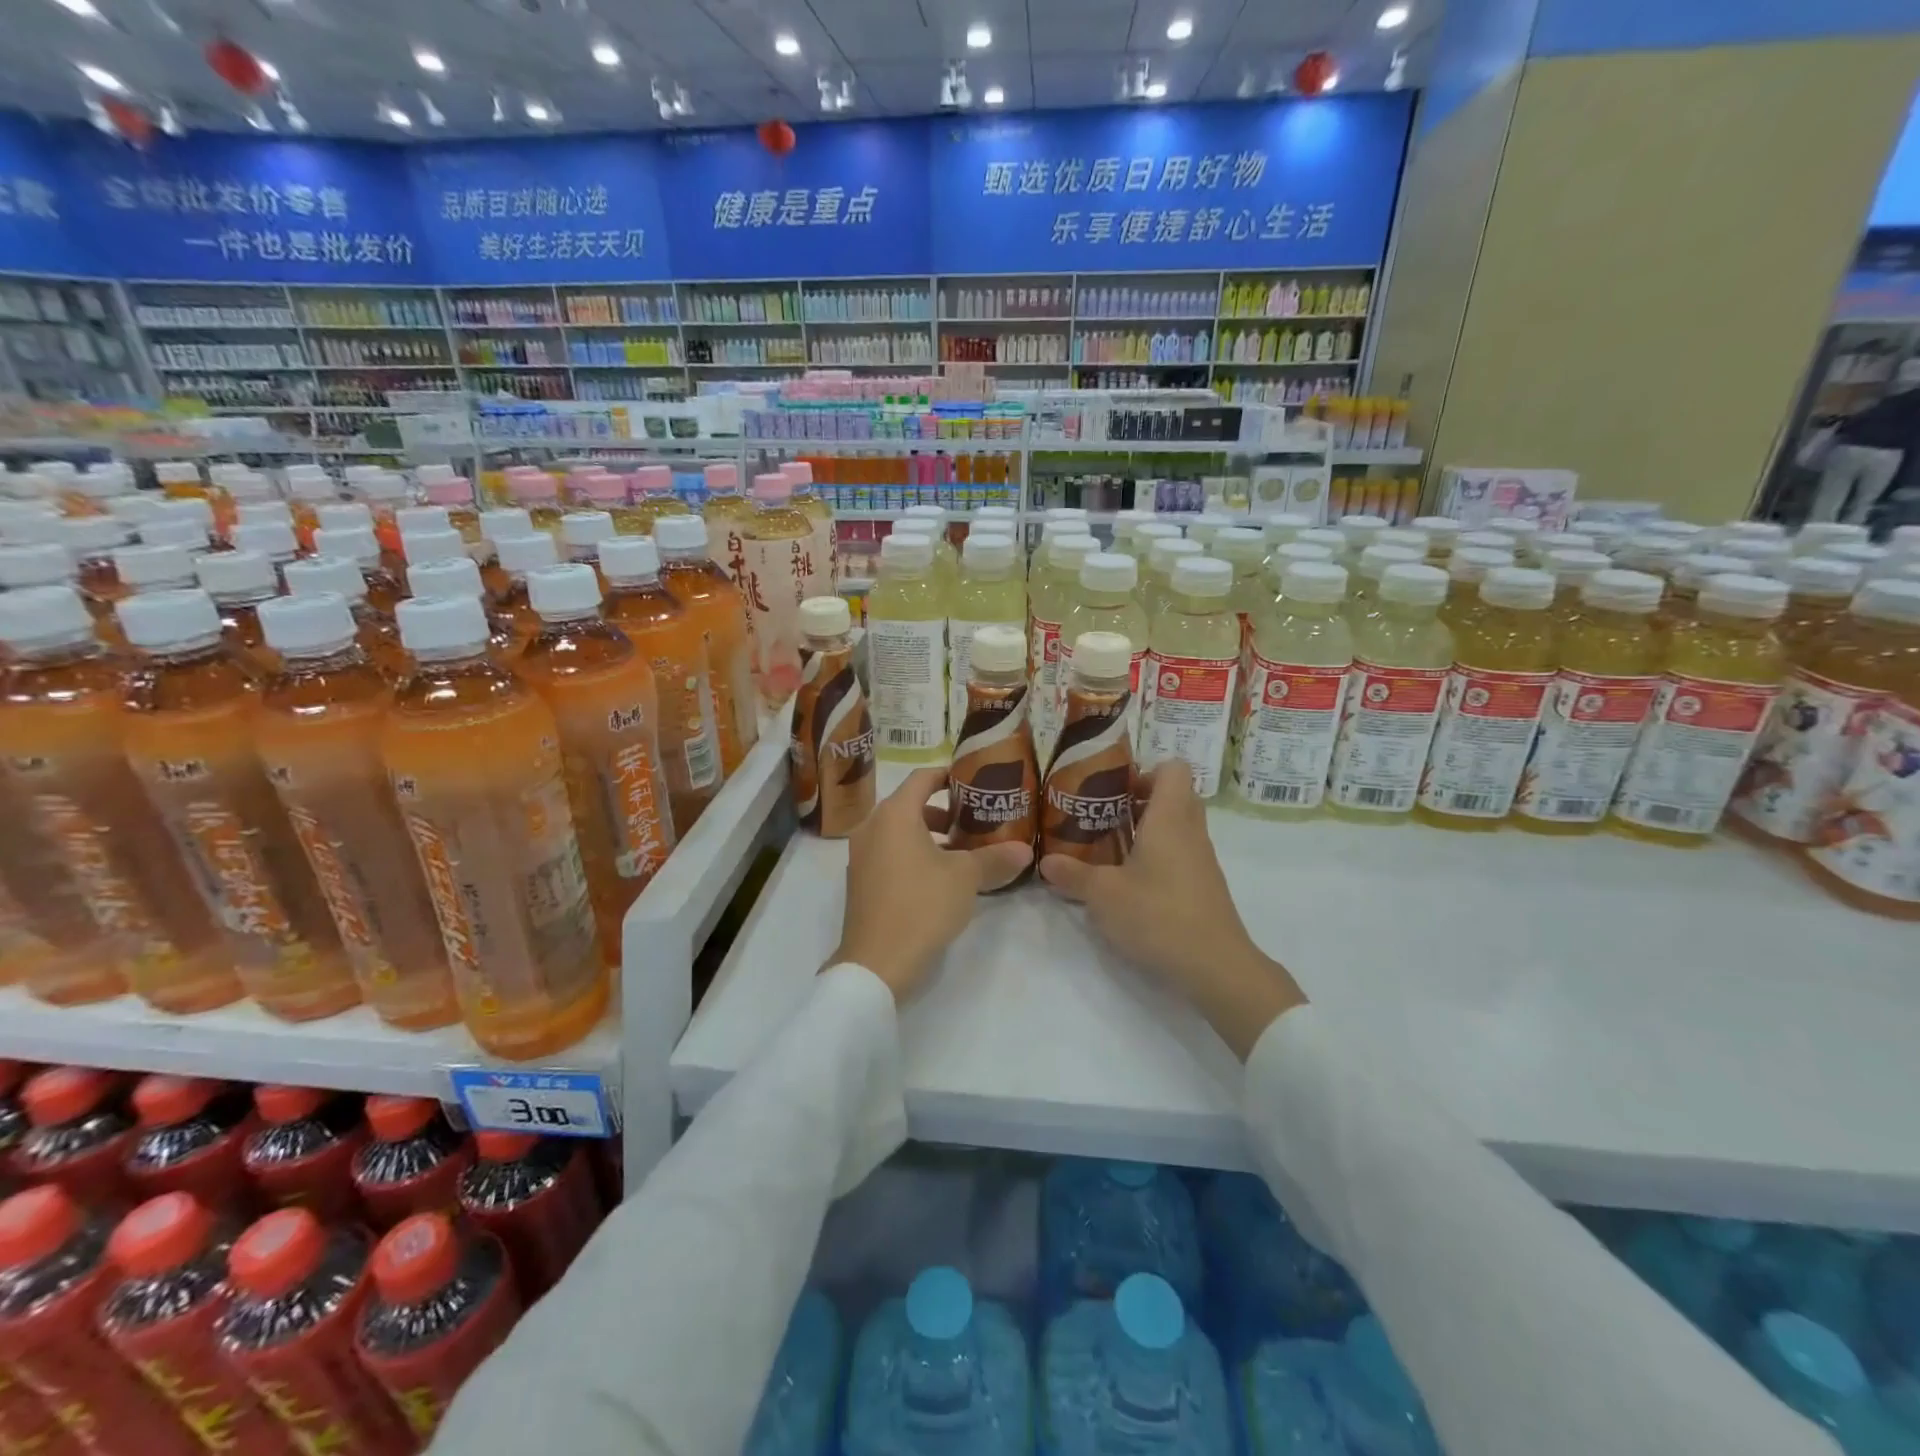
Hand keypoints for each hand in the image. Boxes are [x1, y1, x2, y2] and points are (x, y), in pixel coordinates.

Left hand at [826, 767, 1032, 1001]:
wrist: (877, 962)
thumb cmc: (922, 905)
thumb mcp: (966, 878)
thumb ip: (994, 858)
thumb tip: (1025, 850)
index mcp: (894, 814)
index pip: (922, 777)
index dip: (948, 774)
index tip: (972, 781)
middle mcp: (872, 827)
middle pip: (909, 804)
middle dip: (943, 809)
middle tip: (974, 818)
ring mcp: (861, 855)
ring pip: (899, 831)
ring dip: (929, 834)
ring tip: (962, 849)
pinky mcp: (860, 881)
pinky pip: (889, 853)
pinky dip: (912, 853)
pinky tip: (939, 876)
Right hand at [1039, 762, 1305, 1059]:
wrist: (1216, 966)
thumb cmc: (1158, 915)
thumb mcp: (1103, 895)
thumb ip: (1073, 874)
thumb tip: (1045, 862)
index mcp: (1170, 818)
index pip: (1173, 768)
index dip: (1144, 770)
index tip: (1114, 789)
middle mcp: (1191, 831)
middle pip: (1174, 795)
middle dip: (1140, 799)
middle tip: (1106, 816)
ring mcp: (1202, 860)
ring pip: (1178, 826)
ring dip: (1147, 829)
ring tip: (1110, 848)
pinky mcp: (1204, 886)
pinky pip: (1181, 853)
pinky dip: (1158, 856)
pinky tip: (1130, 881)